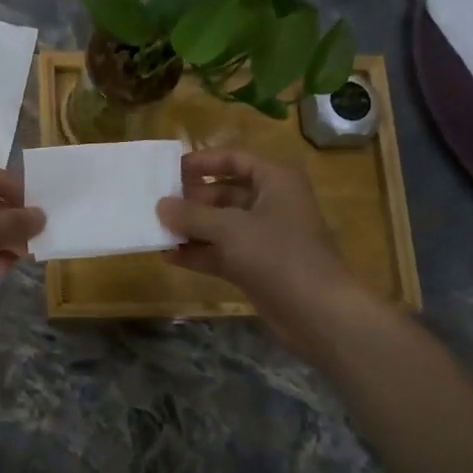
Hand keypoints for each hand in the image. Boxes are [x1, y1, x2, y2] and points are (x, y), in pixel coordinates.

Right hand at [157, 150, 369, 356]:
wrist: (317, 312)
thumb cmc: (278, 255)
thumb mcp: (230, 229)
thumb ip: (192, 215)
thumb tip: (160, 205)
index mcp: (275, 181)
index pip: (234, 160)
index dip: (203, 162)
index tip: (170, 169)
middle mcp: (271, 204)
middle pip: (224, 193)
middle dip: (191, 199)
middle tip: (156, 203)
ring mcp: (264, 238)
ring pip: (221, 225)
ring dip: (191, 228)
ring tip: (155, 229)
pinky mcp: (256, 266)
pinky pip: (221, 252)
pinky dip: (198, 253)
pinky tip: (168, 256)